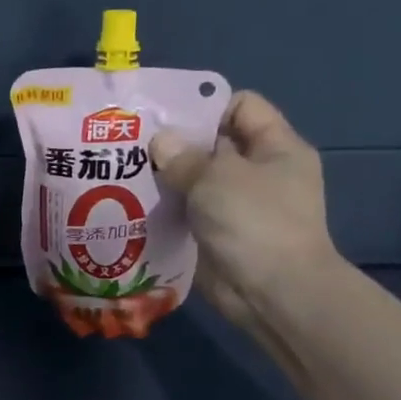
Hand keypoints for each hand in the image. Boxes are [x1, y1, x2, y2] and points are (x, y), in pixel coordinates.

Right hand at [152, 91, 344, 328]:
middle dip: (175, 143)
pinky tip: (133, 204)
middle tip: (133, 143)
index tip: (165, 116)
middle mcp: (259, 172)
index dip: (205, 106)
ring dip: (166, 178)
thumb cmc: (254, 222)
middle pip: (213, 143)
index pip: (241, 106)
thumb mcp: (217, 177)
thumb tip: (160, 142)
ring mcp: (239, 206)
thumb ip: (184, 155)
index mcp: (275, 147)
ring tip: (125, 172)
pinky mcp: (218, 234)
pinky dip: (166, 209)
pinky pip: (188, 211)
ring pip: (196, 179)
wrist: (273, 294)